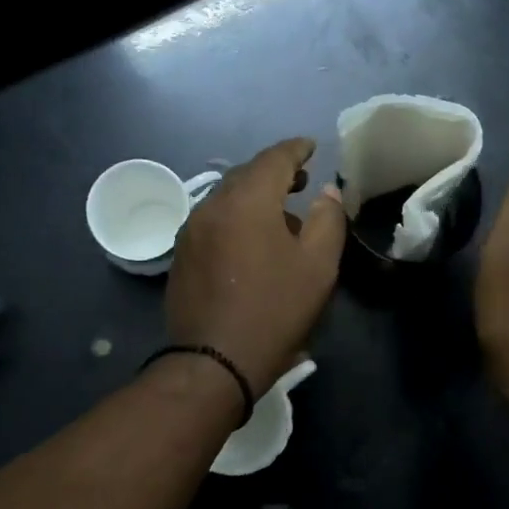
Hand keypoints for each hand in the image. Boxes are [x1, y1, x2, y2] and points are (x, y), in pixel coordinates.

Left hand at [165, 138, 345, 397]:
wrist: (214, 361)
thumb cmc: (274, 310)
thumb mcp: (317, 265)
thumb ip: (327, 219)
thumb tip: (325, 191)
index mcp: (246, 200)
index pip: (274, 158)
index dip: (296, 149)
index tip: (312, 147)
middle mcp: (211, 205)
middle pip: (245, 174)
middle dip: (274, 172)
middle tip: (300, 179)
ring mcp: (190, 230)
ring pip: (226, 198)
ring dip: (254, 197)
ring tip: (280, 213)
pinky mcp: (181, 256)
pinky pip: (213, 221)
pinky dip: (235, 217)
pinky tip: (251, 240)